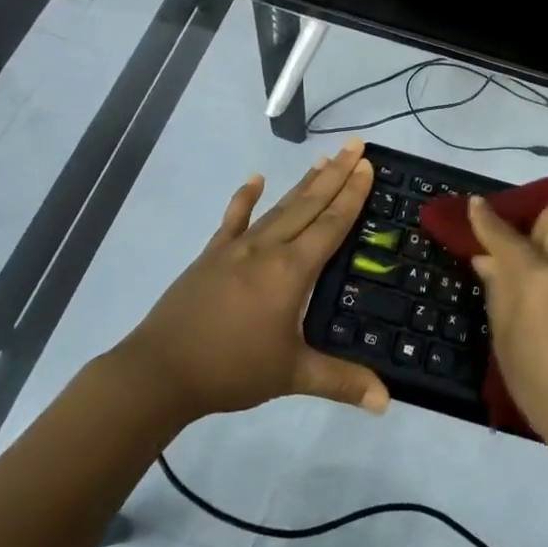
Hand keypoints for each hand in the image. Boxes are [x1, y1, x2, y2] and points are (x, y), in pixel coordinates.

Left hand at [120, 142, 390, 421]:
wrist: (160, 371)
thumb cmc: (231, 370)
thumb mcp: (291, 375)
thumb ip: (341, 382)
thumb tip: (387, 402)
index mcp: (291, 271)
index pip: (330, 224)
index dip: (352, 194)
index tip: (367, 165)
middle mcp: (268, 249)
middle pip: (309, 204)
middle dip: (336, 174)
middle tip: (356, 145)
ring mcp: (237, 248)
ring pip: (279, 207)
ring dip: (304, 182)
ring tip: (325, 158)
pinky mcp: (212, 255)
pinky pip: (233, 219)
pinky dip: (245, 198)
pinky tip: (255, 179)